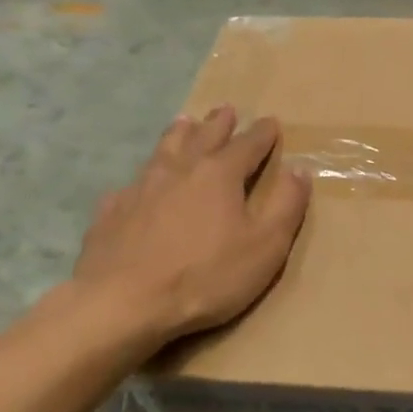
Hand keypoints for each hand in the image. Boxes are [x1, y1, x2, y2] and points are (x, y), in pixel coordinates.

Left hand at [70, 106, 311, 345]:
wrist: (124, 301)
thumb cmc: (206, 276)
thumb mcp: (265, 246)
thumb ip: (286, 205)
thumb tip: (300, 169)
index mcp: (219, 175)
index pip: (247, 145)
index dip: (262, 134)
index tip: (271, 123)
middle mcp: (179, 170)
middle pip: (202, 137)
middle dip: (219, 123)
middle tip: (226, 110)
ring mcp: (140, 187)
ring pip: (164, 150)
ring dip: (179, 134)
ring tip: (184, 122)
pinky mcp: (112, 211)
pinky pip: (132, 183)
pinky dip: (144, 176)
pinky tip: (140, 183)